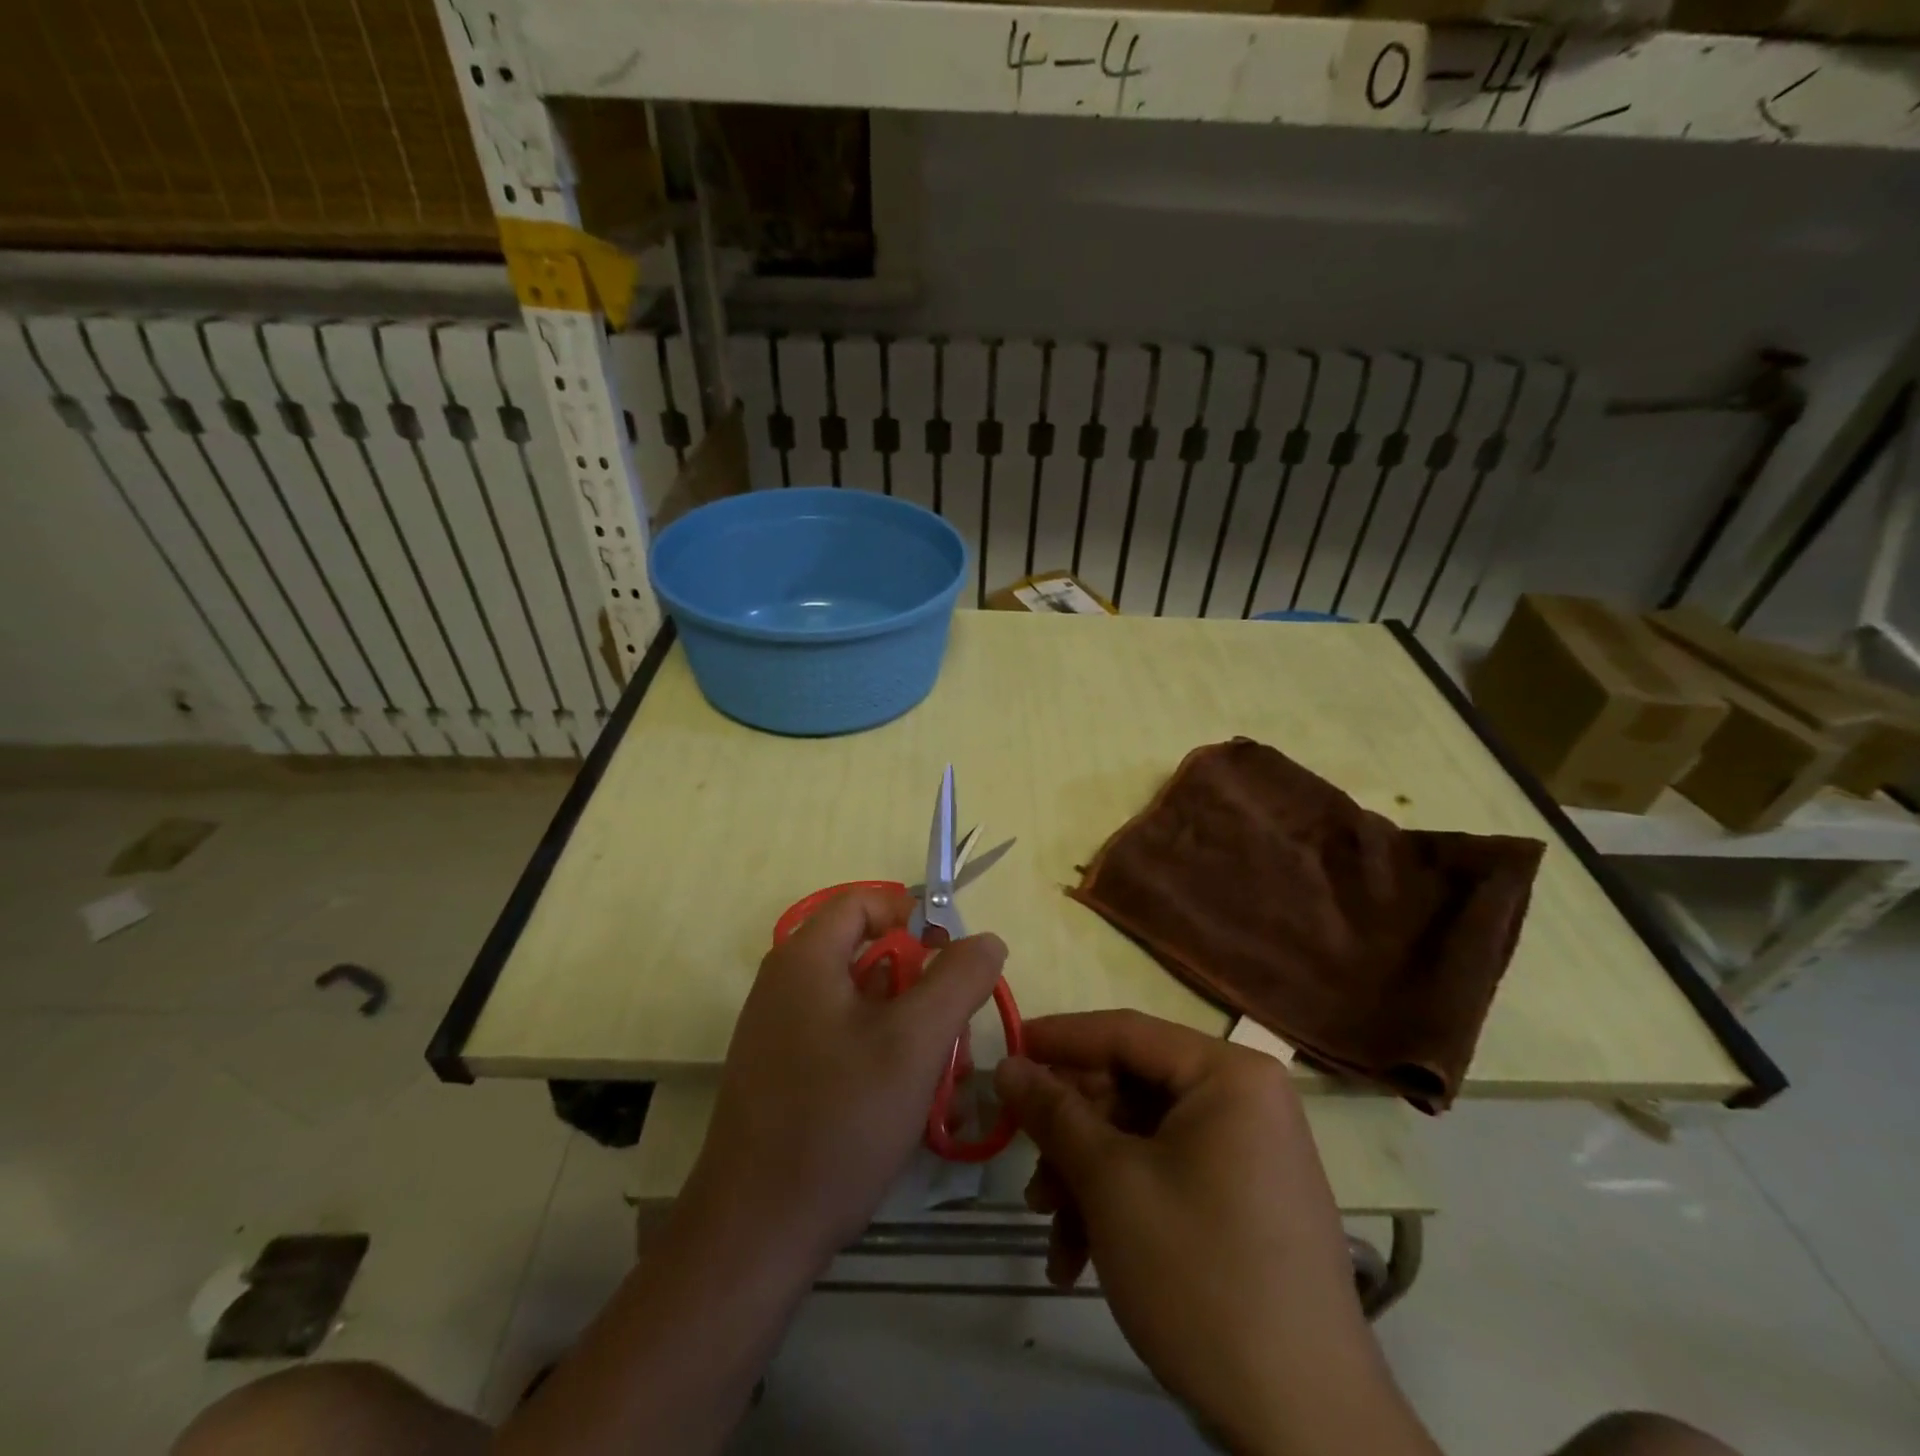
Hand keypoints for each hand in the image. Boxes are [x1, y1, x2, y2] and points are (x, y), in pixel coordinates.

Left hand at [687, 886, 1007, 1268]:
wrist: (754, 1233)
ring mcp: (782, 1032)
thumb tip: (985, 939)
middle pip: (868, 956)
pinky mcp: (784, 1074)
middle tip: (957, 1036)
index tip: (952, 956)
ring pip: (864, 1005)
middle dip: (923, 988)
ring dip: (912, 1030)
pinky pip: (845, 1041)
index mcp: (805, 959)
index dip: (913, 914)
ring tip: (947, 1082)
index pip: (863, 901)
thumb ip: (958, 980)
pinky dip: (884, 1057)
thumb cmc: (838, 1121)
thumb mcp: (915, 1043)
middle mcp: (787, 985)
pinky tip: (913, 1105)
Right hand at [995, 1012, 1421, 1453]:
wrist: (1306, 1428)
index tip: (1004, 1051)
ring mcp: (1247, 1152)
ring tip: (1050, 1230)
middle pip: (1130, 1089)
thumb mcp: (1111, 1184)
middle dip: (1071, 1133)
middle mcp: (1244, 1099)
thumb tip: (1007, 1065)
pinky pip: (1166, 1175)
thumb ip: (1054, 1113)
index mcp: (1228, 1074)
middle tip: (1025, 1163)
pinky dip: (1119, 1207)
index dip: (1058, 1039)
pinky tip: (1080, 1260)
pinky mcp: (1243, 1201)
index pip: (1125, 1032)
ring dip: (1086, 1179)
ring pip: (1140, 1139)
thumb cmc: (1202, 1276)